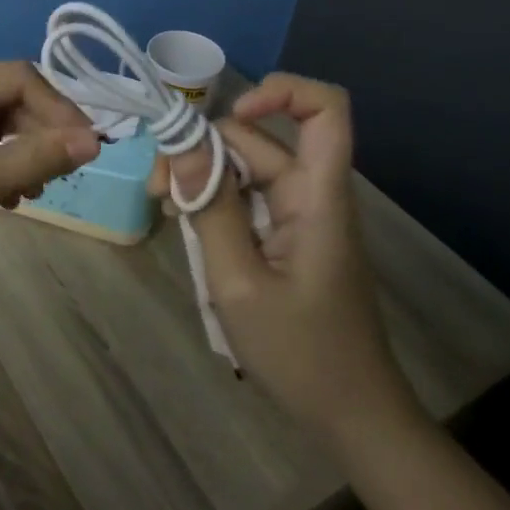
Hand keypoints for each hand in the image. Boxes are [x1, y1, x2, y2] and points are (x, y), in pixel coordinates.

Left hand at [0, 61, 99, 302]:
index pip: (17, 78)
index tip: (88, 150)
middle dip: (37, 132)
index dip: (59, 111)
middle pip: (2, 95)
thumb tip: (93, 141)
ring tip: (33, 191)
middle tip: (60, 176)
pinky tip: (3, 193)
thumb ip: (34, 159)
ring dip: (16, 149)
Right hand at [149, 73, 418, 443]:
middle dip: (203, 150)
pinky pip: (247, 198)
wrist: (351, 417)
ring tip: (165, 209)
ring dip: (202, 178)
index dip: (280, 92)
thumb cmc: (301, 354)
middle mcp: (312, 194)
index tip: (229, 117)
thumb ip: (210, 209)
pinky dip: (214, 202)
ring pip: (246, 168)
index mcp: (318, 197)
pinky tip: (186, 224)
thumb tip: (181, 143)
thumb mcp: (239, 282)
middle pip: (259, 139)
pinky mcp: (287, 235)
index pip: (325, 110)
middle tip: (159, 190)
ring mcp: (300, 215)